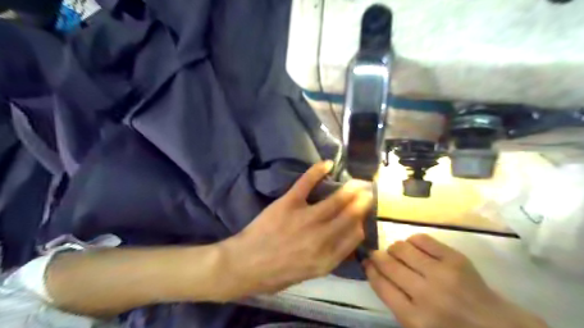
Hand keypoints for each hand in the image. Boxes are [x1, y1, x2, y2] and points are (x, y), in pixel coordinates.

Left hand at [220, 160, 373, 299]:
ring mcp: (305, 219)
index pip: (355, 236)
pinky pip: (306, 183)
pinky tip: (327, 164)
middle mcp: (321, 239)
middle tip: (368, 192)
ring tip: (358, 181)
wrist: (244, 265)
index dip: (362, 222)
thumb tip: (345, 239)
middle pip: (350, 215)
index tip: (364, 214)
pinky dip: (317, 171)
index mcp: (327, 259)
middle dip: (362, 202)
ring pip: (335, 200)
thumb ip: (330, 258)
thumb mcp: (308, 274)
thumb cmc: (275, 274)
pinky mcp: (288, 204)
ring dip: (349, 189)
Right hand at [364, 233, 547, 327]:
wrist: (497, 327)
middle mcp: (425, 294)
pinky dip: (412, 241)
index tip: (366, 263)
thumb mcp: (417, 326)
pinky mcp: (455, 258)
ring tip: (397, 253)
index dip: (370, 270)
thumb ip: (395, 302)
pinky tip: (414, 248)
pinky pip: (421, 239)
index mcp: (415, 319)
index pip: (381, 286)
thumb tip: (374, 270)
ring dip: (394, 249)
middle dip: (377, 256)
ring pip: (401, 248)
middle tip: (376, 254)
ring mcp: (441, 273)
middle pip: (388, 264)